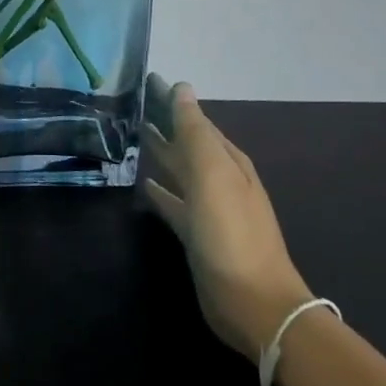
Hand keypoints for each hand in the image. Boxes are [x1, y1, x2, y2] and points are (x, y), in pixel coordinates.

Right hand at [141, 74, 310, 360]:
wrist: (254, 304)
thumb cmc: (231, 234)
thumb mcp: (213, 176)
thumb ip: (195, 132)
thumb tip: (181, 88)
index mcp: (227, 161)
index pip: (196, 120)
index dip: (172, 101)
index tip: (145, 81)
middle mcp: (220, 180)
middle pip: (188, 144)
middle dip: (164, 123)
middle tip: (131, 104)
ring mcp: (209, 209)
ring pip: (180, 171)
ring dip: (161, 154)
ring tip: (133, 136)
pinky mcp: (196, 236)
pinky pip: (174, 203)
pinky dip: (160, 191)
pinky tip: (144, 184)